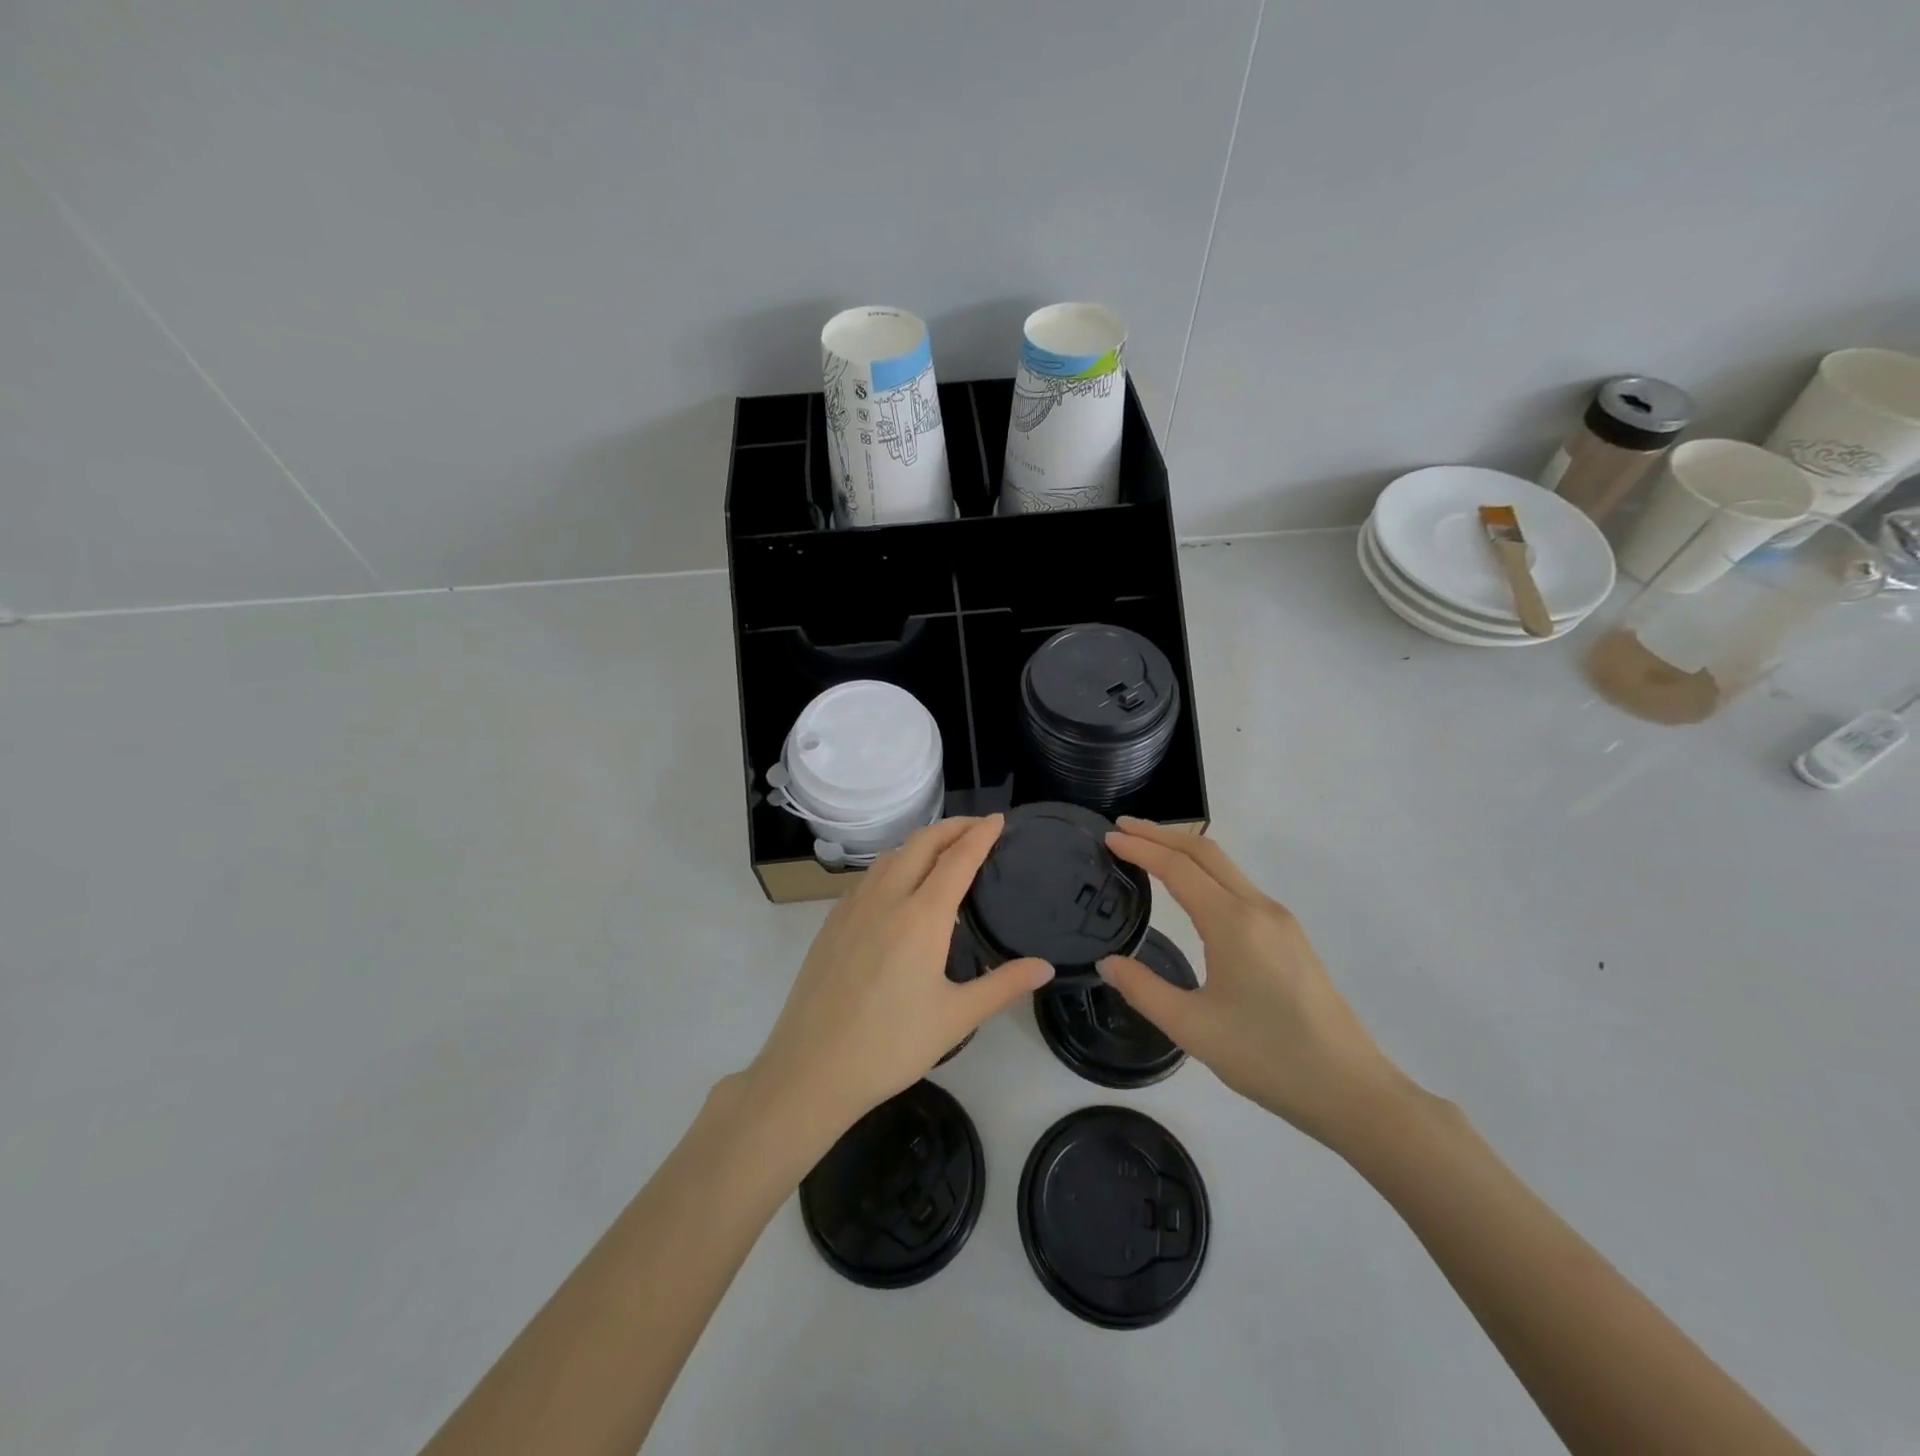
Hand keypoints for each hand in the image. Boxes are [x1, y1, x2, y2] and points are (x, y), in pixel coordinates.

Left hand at [745, 815, 1053, 1141]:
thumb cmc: (891, 1045)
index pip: (957, 858)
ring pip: (891, 855)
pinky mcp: (831, 922)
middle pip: (922, 843)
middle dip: (953, 827)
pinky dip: (894, 862)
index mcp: (921, 916)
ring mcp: (853, 907)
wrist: (811, 1068)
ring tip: (943, 850)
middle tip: (978, 827)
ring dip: (921, 842)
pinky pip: (869, 876)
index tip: (999, 819)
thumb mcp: (956, 1018)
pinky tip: (899, 885)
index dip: (980, 834)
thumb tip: (1045, 967)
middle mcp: (886, 898)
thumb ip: (1004, 986)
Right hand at [1097, 818, 1410, 1150]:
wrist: (1350, 1090)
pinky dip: (1205, 872)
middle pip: (1205, 851)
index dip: (1140, 847)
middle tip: (1122, 828)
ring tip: (1148, 851)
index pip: (1177, 867)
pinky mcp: (1290, 937)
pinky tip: (1190, 890)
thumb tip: (1107, 961)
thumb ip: (1142, 988)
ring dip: (1184, 851)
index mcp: (1233, 922)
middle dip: (1161, 834)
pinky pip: (1239, 886)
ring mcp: (1280, 920)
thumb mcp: (1191, 1027)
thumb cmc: (1266, 1057)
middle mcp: (1259, 908)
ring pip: (1225, 867)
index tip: (1108, 836)